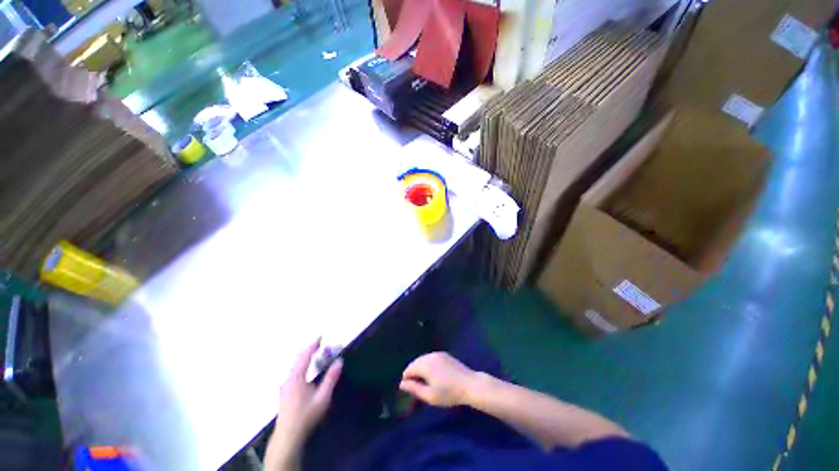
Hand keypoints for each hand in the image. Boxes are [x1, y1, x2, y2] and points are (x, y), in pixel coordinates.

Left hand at [267, 339, 341, 468]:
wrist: (288, 435)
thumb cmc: (307, 415)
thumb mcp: (323, 397)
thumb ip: (331, 378)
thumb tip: (339, 361)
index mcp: (297, 377)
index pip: (305, 356)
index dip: (313, 345)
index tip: (321, 337)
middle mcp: (289, 378)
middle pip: (298, 359)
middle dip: (308, 350)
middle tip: (319, 344)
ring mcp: (285, 385)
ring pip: (294, 366)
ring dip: (304, 357)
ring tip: (314, 354)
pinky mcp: (284, 391)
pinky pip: (293, 371)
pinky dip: (301, 365)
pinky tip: (305, 370)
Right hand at [399, 352, 475, 406]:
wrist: (470, 385)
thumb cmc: (449, 393)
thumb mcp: (429, 395)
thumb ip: (414, 389)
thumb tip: (402, 384)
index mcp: (425, 364)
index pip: (409, 370)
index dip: (406, 380)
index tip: (409, 392)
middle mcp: (430, 355)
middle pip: (415, 363)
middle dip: (413, 374)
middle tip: (416, 388)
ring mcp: (438, 353)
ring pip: (423, 360)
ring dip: (420, 369)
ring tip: (424, 383)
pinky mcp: (445, 355)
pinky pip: (431, 358)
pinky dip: (428, 365)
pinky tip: (434, 376)